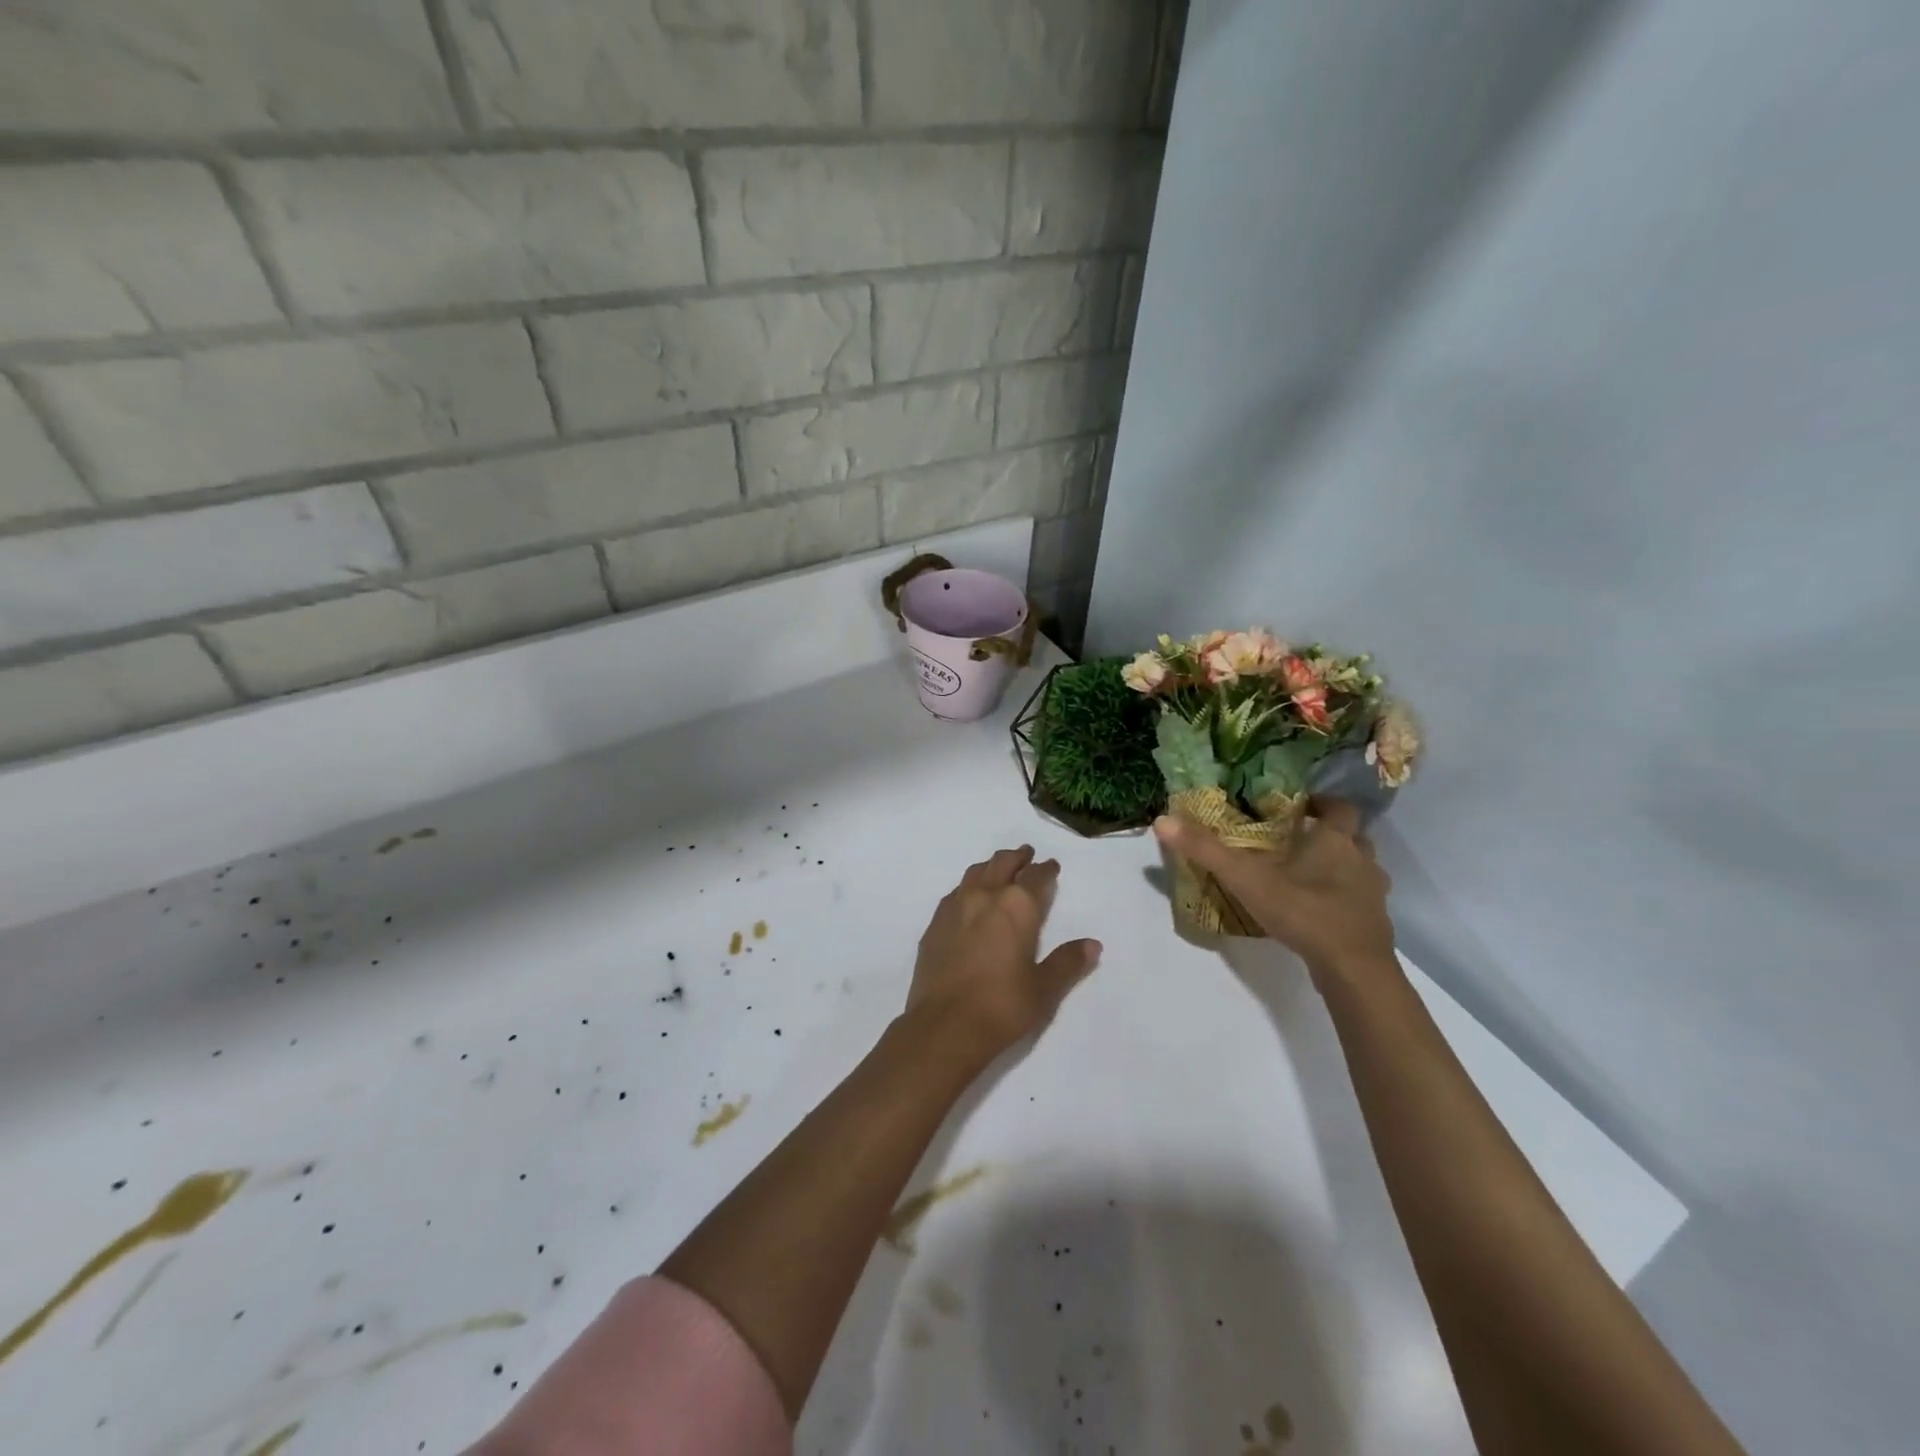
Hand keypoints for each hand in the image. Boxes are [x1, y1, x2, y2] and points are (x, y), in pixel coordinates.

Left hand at [906, 845, 1101, 1057]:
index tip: (1051, 865)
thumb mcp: (1044, 989)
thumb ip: (1068, 962)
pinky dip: (968, 887)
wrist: (944, 1025)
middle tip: (1026, 854)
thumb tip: (1092, 944)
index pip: (1035, 877)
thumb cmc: (1002, 1006)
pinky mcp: (934, 924)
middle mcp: (985, 896)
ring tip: (998, 868)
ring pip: (975, 873)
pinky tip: (968, 898)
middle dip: (1017, 858)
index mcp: (1017, 907)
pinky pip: (955, 893)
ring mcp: (955, 907)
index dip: (1045, 869)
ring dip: (990, 866)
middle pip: (1001, 864)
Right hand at [1154, 798, 1396, 990]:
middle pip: (1354, 837)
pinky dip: (1342, 901)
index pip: (1341, 809)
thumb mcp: (1246, 879)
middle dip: (1331, 835)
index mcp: (1336, 841)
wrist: (1353, 969)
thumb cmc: (1304, 911)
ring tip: (1306, 876)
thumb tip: (1162, 820)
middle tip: (1299, 840)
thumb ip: (1206, 850)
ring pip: (1361, 870)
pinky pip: (1359, 902)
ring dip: (1340, 868)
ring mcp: (1373, 895)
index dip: (1324, 803)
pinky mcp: (1374, 925)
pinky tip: (1317, 912)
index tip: (1302, 806)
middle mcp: (1362, 861)